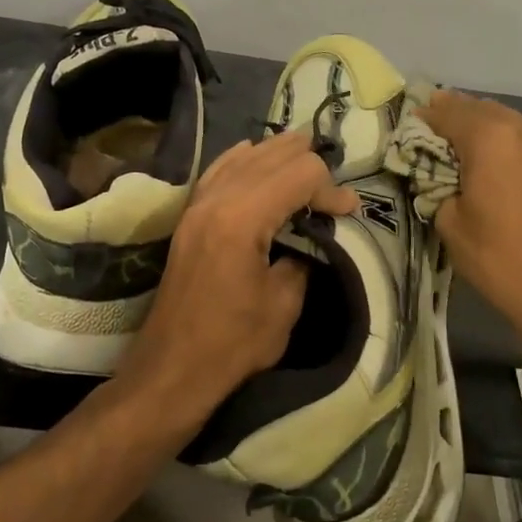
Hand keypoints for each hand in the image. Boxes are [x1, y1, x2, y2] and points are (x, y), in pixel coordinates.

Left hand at [117, 129, 357, 418]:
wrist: (174, 366)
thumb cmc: (233, 342)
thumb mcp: (285, 302)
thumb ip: (304, 255)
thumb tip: (312, 233)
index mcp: (242, 218)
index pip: (300, 174)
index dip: (331, 188)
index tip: (348, 212)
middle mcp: (217, 199)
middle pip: (272, 155)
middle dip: (308, 164)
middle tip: (332, 192)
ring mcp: (197, 205)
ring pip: (243, 157)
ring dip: (277, 156)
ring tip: (306, 161)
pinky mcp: (189, 217)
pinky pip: (218, 171)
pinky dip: (242, 160)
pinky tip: (254, 154)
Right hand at [420, 91, 521, 366]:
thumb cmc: (503, 262)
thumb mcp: (451, 228)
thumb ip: (442, 191)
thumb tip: (447, 183)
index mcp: (490, 140)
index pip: (449, 112)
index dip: (428, 114)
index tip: (415, 119)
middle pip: (486, 111)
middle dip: (461, 115)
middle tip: (441, 124)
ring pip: (517, 127)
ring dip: (493, 130)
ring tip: (476, 147)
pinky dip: (520, 151)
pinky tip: (515, 172)